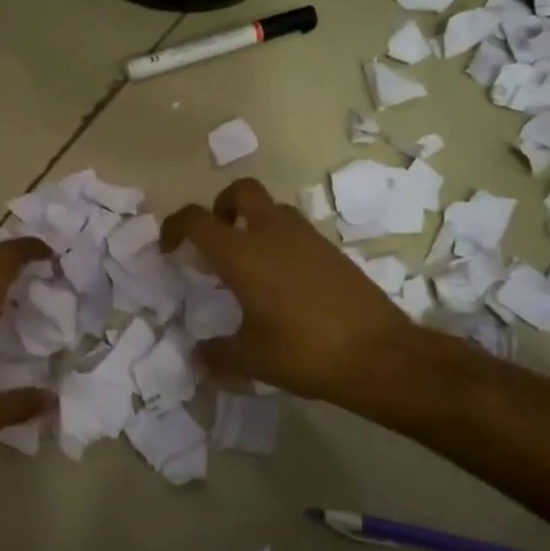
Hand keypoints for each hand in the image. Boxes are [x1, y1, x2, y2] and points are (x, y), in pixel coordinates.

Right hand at [162, 179, 419, 405]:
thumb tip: (199, 355)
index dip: (174, 227)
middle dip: (221, 205)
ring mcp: (307, 238)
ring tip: (249, 263)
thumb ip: (218, 353)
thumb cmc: (304, 352)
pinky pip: (296, 231)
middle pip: (241, 191)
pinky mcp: (332, 250)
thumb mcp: (252, 359)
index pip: (196, 220)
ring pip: (272, 208)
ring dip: (253, 222)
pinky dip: (280, 241)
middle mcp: (273, 233)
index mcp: (243, 254)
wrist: (380, 355)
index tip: (169, 249)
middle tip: (216, 237)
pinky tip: (282, 281)